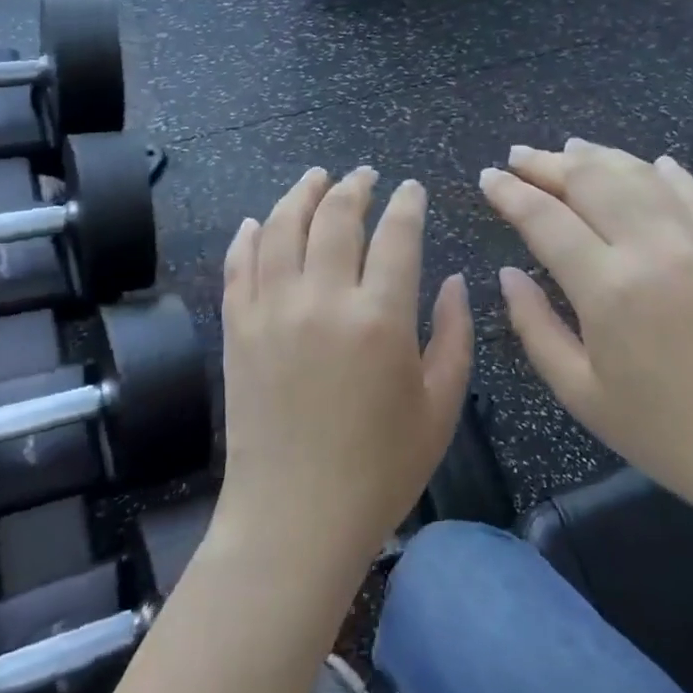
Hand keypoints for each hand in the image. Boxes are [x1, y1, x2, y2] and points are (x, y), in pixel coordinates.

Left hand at [218, 166, 473, 573]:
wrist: (294, 518)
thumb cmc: (380, 470)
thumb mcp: (440, 407)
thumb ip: (455, 336)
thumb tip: (454, 281)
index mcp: (380, 319)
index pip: (397, 235)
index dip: (407, 203)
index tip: (412, 188)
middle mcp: (322, 299)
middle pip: (336, 217)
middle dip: (355, 186)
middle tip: (365, 174)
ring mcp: (271, 310)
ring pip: (281, 227)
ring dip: (300, 194)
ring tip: (316, 178)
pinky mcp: (238, 328)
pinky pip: (238, 265)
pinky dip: (248, 236)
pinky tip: (257, 221)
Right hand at [480, 140, 692, 512]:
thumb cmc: (661, 431)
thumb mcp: (578, 392)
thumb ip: (534, 326)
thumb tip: (507, 274)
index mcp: (608, 289)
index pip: (545, 219)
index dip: (510, 193)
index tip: (486, 177)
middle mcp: (652, 250)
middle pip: (590, 181)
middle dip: (546, 162)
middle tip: (516, 155)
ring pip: (638, 175)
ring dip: (597, 156)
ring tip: (567, 147)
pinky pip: (691, 191)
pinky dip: (663, 171)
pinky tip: (648, 162)